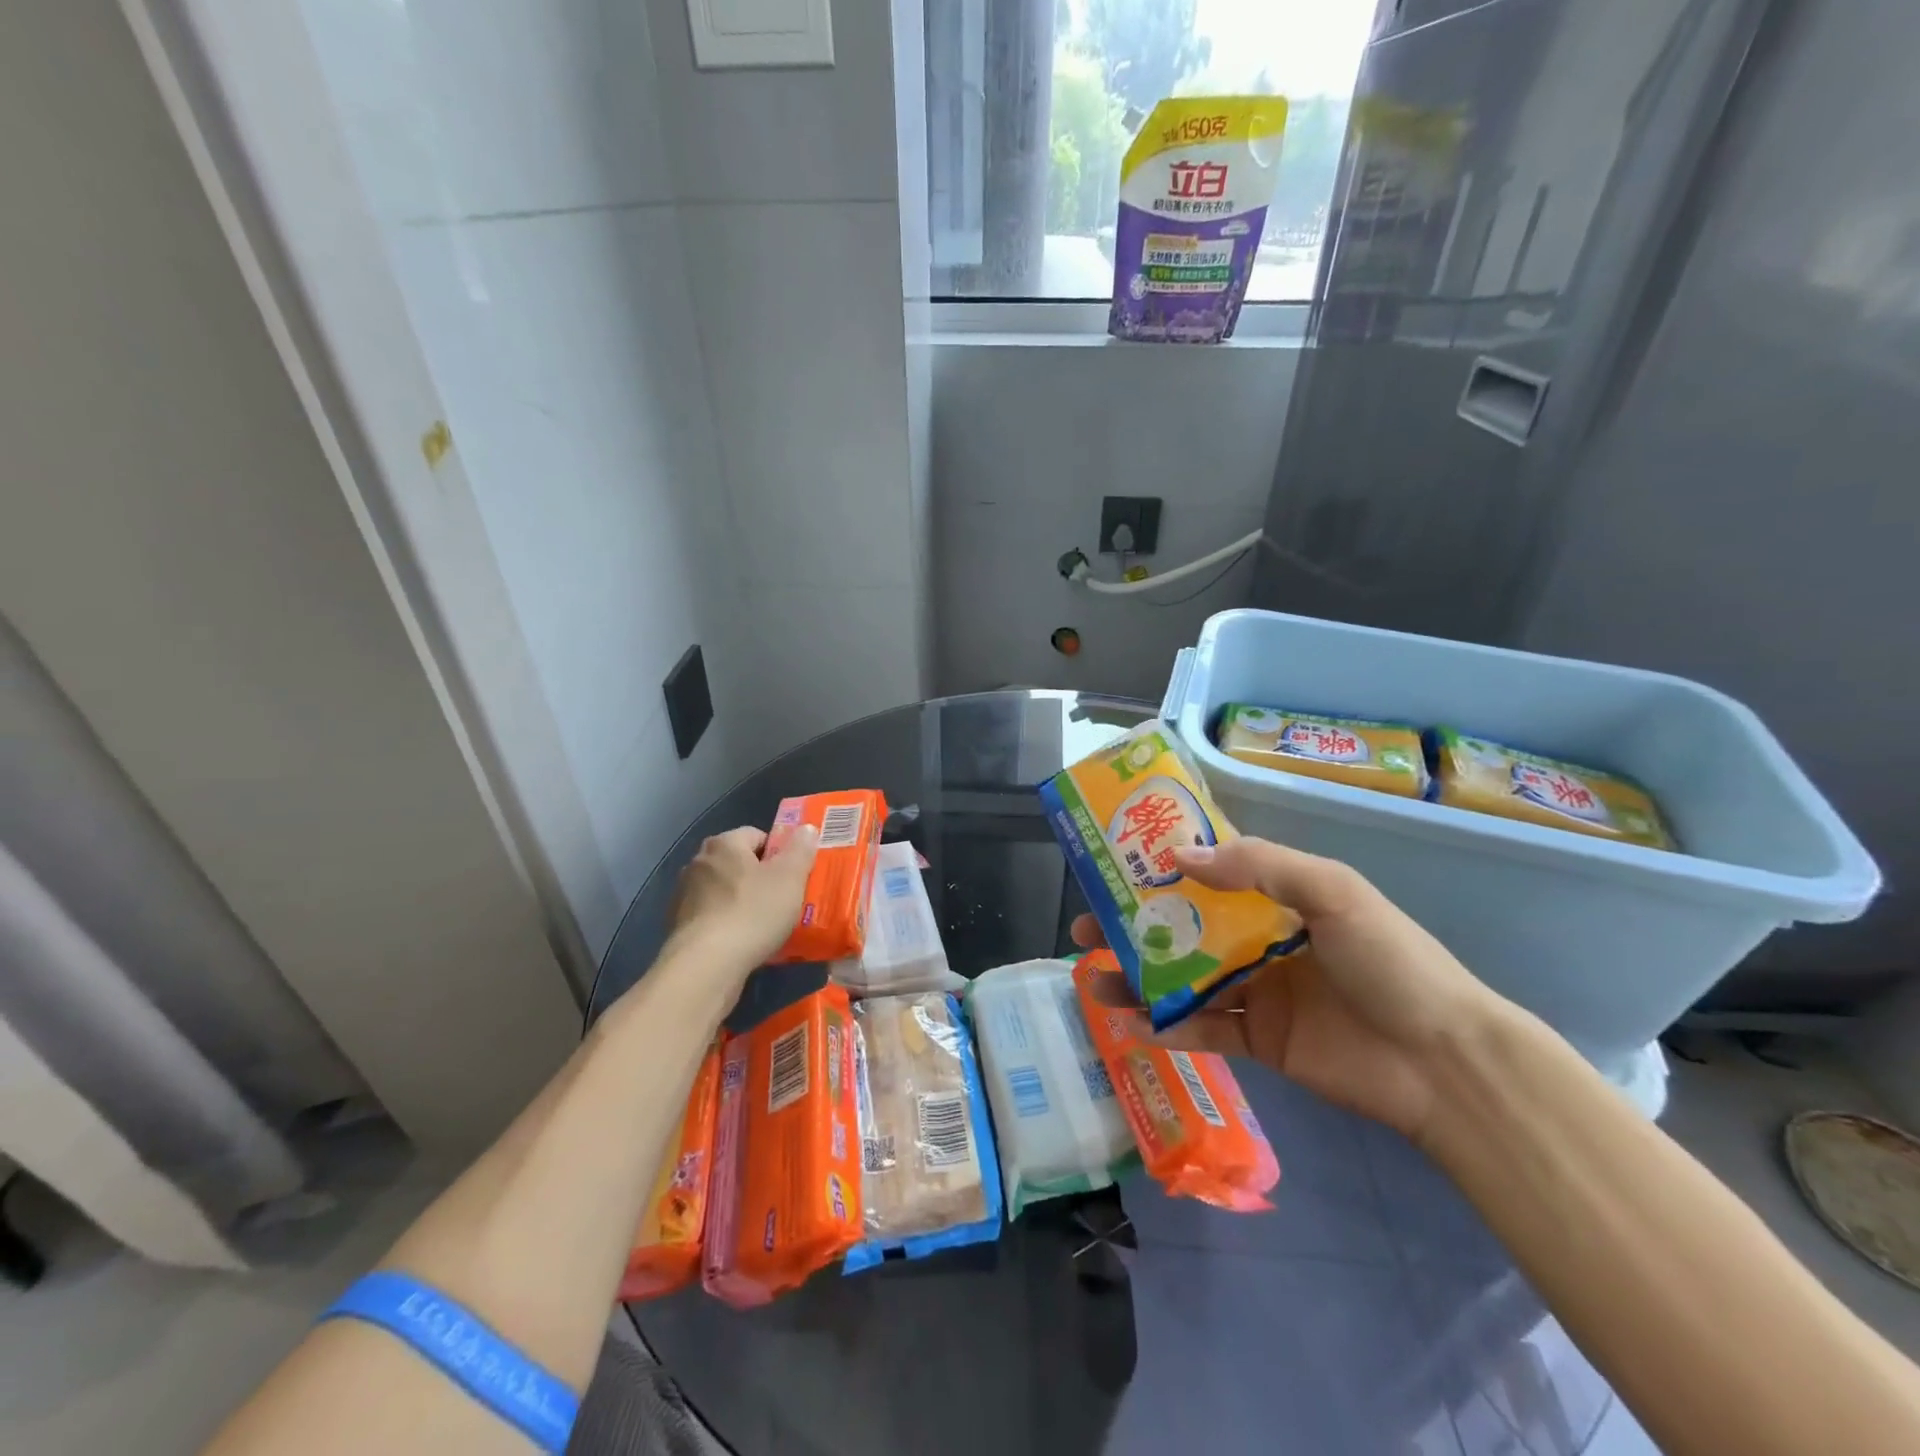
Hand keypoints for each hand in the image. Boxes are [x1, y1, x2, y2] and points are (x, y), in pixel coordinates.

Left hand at [667, 825, 817, 976]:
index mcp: (724, 844)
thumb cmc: (753, 912)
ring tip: (765, 925)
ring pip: (724, 890)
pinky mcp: (678, 925)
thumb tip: (806, 828)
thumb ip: (800, 849)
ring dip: (742, 901)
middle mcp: (698, 862)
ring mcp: (684, 894)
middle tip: (784, 899)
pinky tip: (742, 942)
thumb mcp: (790, 877)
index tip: (793, 875)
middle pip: (738, 862)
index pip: (756, 835)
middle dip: (760, 877)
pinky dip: (726, 923)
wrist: (707, 965)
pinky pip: (712, 916)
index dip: (778, 852)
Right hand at [1073, 836, 1504, 1140]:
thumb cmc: (1391, 961)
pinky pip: (1202, 1031)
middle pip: (1183, 929)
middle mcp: (1260, 941)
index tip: (1115, 864)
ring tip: (1093, 979)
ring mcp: (1257, 993)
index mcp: (1278, 899)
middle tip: (1086, 927)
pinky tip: (1131, 1023)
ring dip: (1138, 978)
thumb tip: (1179, 857)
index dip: (1162, 869)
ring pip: (1183, 980)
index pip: (1210, 875)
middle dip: (1134, 926)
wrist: (1444, 1063)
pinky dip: (1166, 1028)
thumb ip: (1259, 866)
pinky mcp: (1258, 1043)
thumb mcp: (1333, 892)